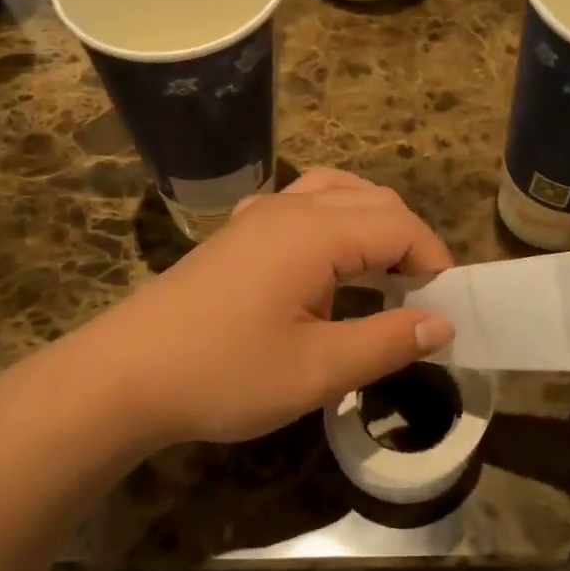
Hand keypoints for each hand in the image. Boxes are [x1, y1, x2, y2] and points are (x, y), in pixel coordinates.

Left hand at [80, 170, 456, 446]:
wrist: (124, 376)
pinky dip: (334, 224)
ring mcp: (257, 216)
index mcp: (315, 232)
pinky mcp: (237, 235)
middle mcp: (289, 208)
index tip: (445, 310)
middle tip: (420, 299)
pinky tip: (325, 266)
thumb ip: (386, 343)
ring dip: (372, 226)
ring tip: (383, 276)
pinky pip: (301, 206)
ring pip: (337, 194)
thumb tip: (441, 324)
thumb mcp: (316, 371)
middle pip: (373, 201)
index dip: (434, 262)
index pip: (400, 226)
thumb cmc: (223, 374)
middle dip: (409, 242)